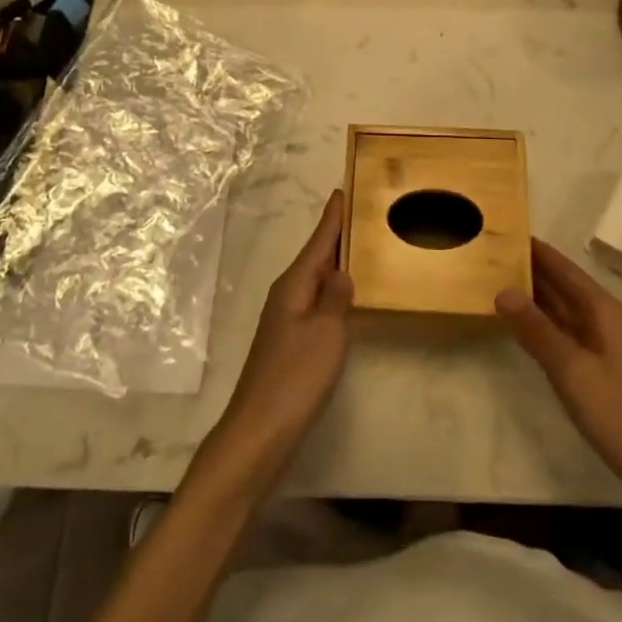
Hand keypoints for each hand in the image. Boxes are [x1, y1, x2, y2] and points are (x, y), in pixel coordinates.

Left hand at [213, 190, 353, 472]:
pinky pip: (315, 302)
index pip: (319, 241)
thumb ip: (336, 297)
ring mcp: (286, 319)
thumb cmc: (294, 377)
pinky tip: (345, 296)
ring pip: (316, 279)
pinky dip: (332, 290)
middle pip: (316, 256)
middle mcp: (287, 295)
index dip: (333, 217)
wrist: (259, 432)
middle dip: (337, 235)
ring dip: (335, 262)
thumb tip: (343, 271)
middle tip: (362, 212)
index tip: (343, 189)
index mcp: (294, 284)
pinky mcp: (290, 342)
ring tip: (361, 246)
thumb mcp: (326, 332)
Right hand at [498, 239, 621, 507]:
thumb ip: (537, 331)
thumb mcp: (573, 372)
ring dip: (540, 299)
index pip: (565, 270)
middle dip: (534, 272)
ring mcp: (614, 347)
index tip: (506, 233)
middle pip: (567, 287)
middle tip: (493, 257)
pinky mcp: (613, 371)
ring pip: (570, 312)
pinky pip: (575, 335)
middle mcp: (611, 321)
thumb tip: (503, 290)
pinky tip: (532, 331)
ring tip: (502, 285)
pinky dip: (550, 326)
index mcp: (605, 311)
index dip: (537, 251)